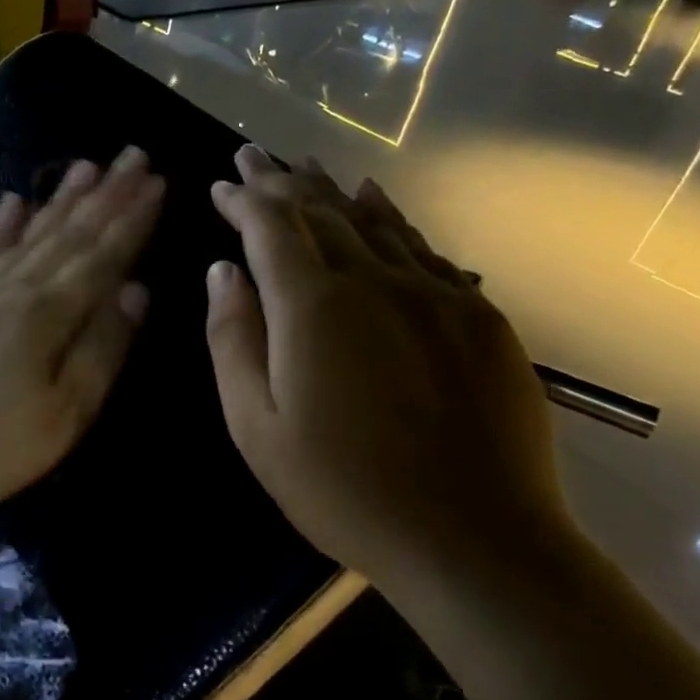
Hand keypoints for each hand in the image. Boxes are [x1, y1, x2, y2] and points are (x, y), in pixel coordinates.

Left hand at [0, 147, 165, 524]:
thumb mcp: (63, 414)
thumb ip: (102, 348)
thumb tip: (137, 290)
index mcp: (48, 312)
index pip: (103, 254)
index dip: (133, 219)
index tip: (158, 181)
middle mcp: (15, 288)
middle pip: (69, 233)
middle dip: (106, 194)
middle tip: (132, 155)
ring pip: (30, 233)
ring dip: (61, 199)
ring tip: (85, 166)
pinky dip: (0, 225)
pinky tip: (10, 202)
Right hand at [203, 146, 567, 595]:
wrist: (477, 543)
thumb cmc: (345, 491)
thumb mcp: (257, 427)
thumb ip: (233, 339)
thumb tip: (223, 272)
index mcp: (313, 306)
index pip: (269, 227)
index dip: (242, 200)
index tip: (221, 184)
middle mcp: (373, 280)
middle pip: (319, 209)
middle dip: (279, 180)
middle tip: (254, 156)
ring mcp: (433, 293)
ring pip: (373, 218)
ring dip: (331, 188)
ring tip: (304, 164)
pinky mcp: (478, 316)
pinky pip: (424, 247)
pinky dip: (392, 215)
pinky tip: (376, 198)